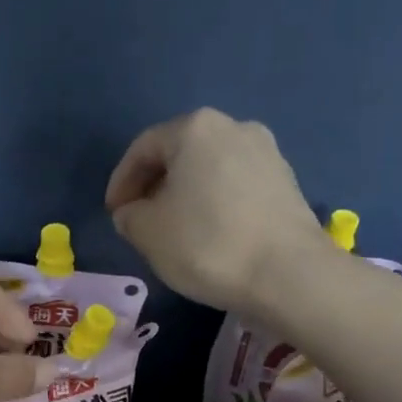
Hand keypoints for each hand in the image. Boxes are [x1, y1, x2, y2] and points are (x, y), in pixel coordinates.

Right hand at [105, 108, 323, 313]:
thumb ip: (129, 216)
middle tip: (140, 220)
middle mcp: (234, 127)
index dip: (121, 182)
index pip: (143, 149)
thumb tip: (134, 212)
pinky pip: (236, 186)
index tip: (113, 214)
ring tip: (174, 229)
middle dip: (155, 185)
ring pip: (209, 169)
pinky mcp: (287, 182)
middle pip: (180, 153)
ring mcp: (267, 153)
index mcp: (195, 128)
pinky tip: (210, 234)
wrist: (288, 274)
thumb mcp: (148, 232)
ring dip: (186, 195)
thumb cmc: (207, 244)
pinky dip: (215, 204)